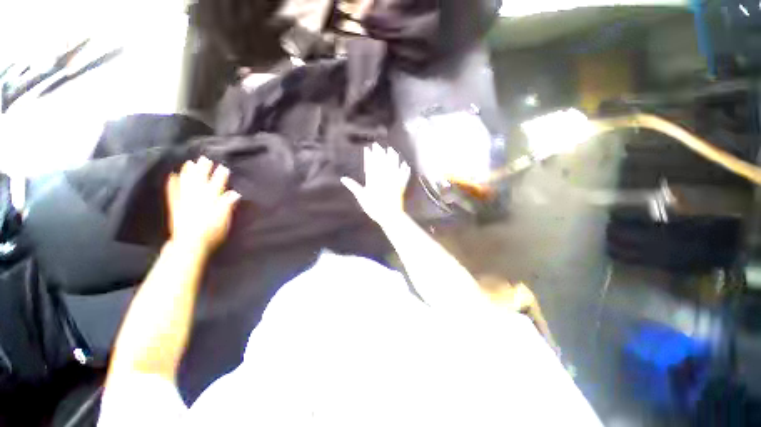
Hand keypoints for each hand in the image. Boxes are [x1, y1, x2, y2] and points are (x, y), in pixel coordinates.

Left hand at [166, 157, 240, 252]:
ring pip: (186, 183)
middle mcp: (196, 198)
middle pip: (201, 181)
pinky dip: (172, 184)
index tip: (223, 167)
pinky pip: (173, 193)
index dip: (220, 176)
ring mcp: (184, 201)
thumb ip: (228, 205)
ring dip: (188, 172)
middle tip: (205, 159)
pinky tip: (172, 176)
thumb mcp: (224, 220)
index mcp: (210, 201)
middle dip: (204, 170)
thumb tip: (235, 193)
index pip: (217, 185)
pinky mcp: (175, 207)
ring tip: (189, 163)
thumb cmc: (212, 233)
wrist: (189, 245)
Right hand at [341, 143, 410, 224]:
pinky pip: (403, 177)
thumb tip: (343, 179)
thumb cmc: (374, 208)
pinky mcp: (401, 187)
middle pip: (382, 163)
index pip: (371, 165)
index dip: (369, 156)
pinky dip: (404, 171)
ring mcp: (393, 181)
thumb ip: (354, 187)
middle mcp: (384, 178)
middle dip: (380, 153)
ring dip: (392, 158)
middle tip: (378, 145)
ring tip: (392, 150)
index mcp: (374, 180)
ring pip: (393, 167)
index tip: (368, 149)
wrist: (389, 216)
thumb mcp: (362, 197)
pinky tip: (405, 165)